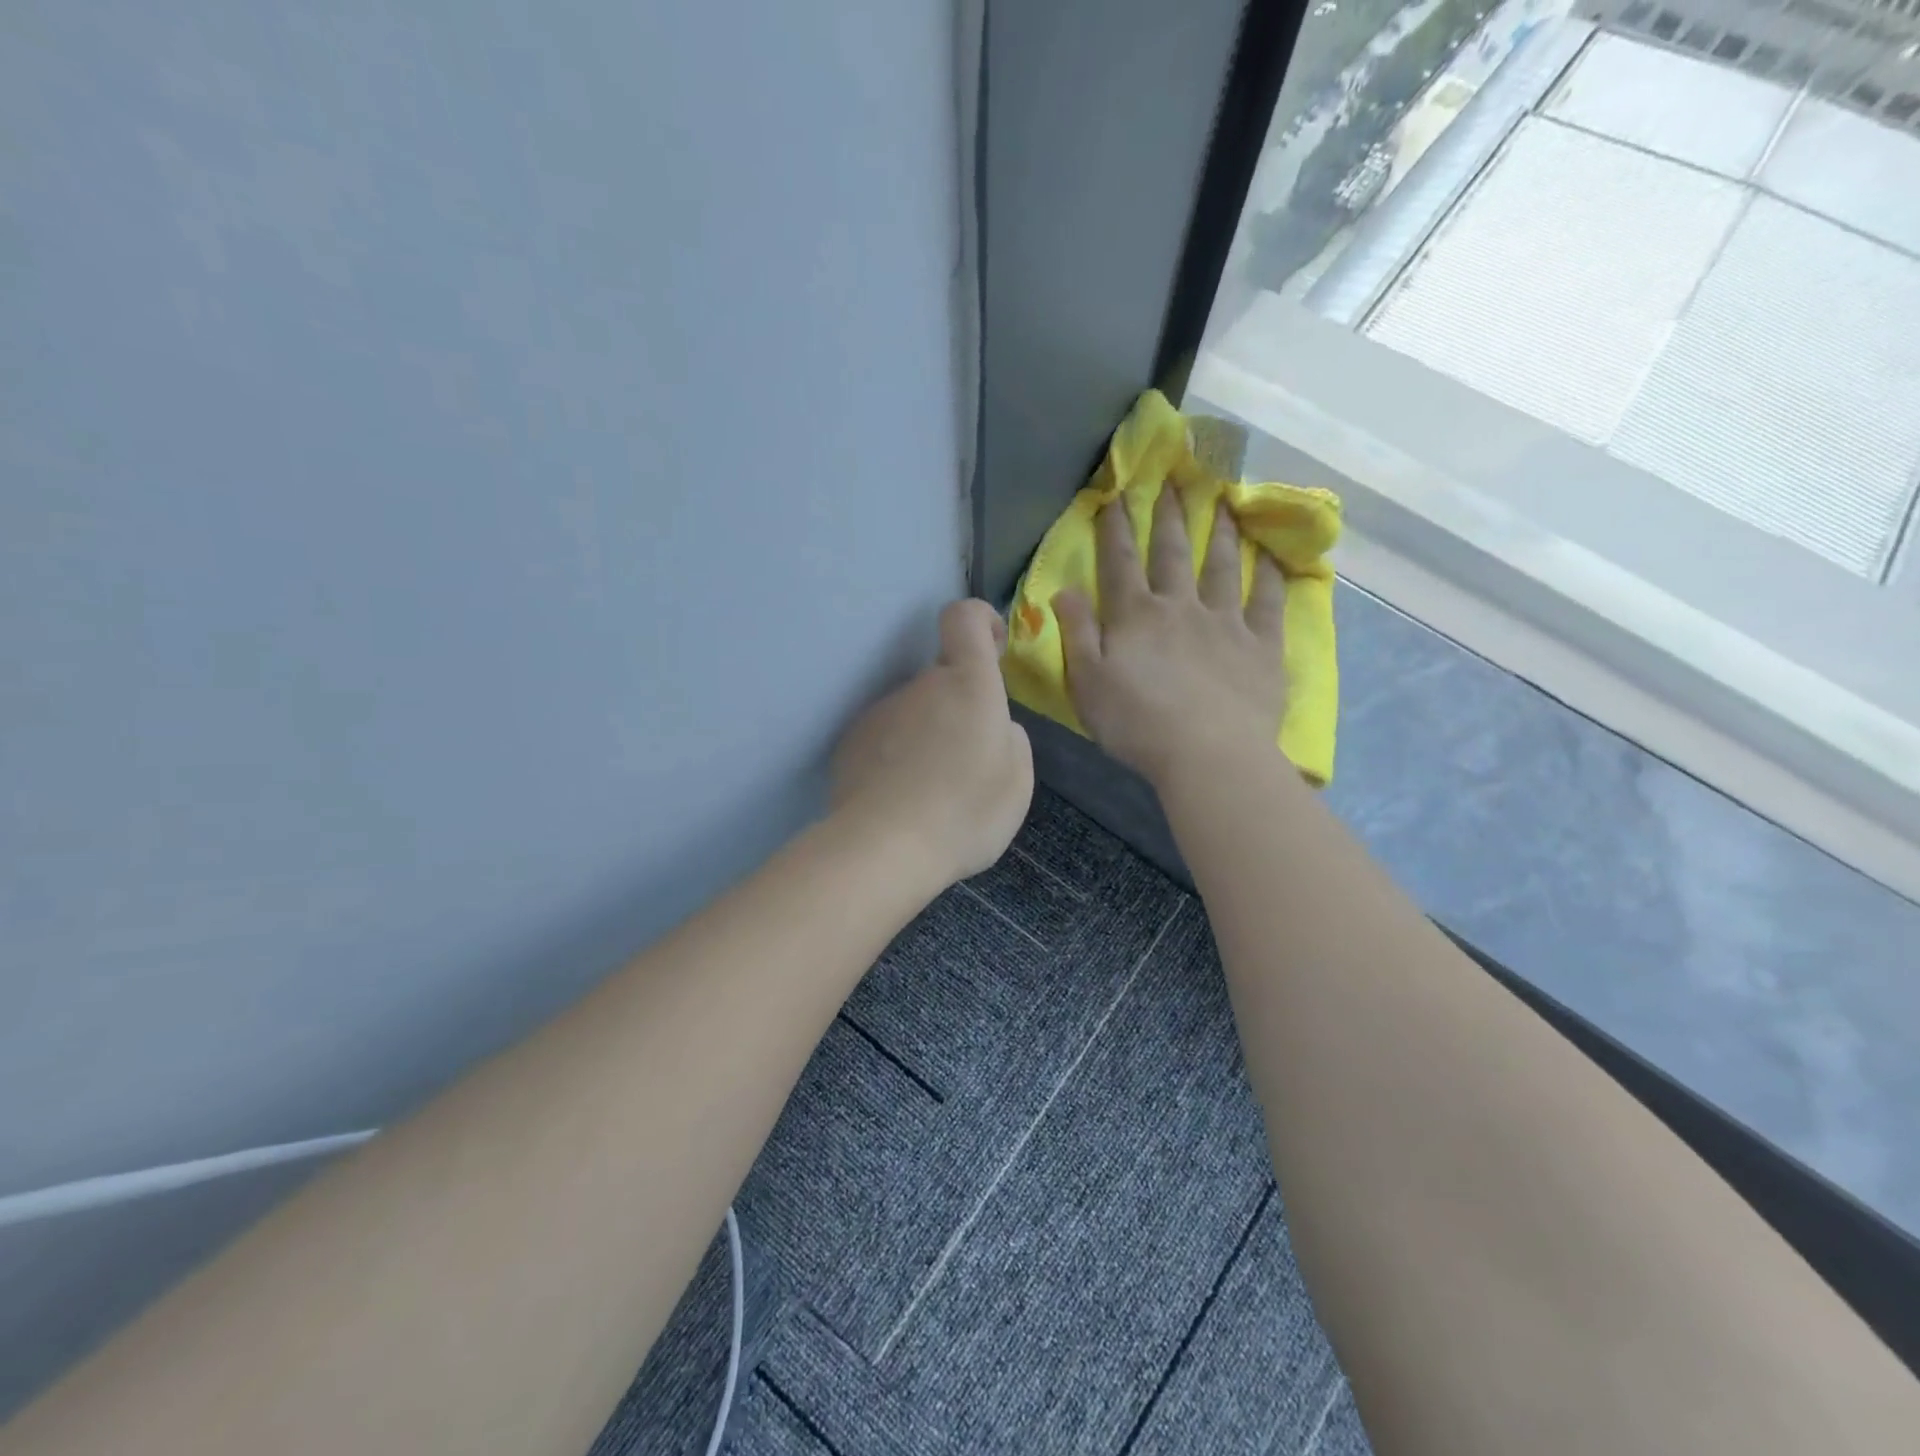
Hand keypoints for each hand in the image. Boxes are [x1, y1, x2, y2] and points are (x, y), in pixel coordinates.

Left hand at [831, 599, 1033, 889]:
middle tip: (970, 761)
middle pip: (941, 678)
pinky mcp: (851, 742)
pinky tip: (901, 800)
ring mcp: (880, 712)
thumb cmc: (965, 812)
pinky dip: (896, 758)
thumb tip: (994, 727)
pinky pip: (885, 739)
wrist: (885, 848)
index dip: (979, 620)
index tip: (991, 645)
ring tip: (933, 791)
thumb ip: (1010, 739)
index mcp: (968, 684)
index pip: (963, 617)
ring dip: (927, 736)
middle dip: (958, 707)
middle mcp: (920, 686)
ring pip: (913, 712)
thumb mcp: (1018, 781)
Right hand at [1053, 488, 1285, 785]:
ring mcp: (1226, 623)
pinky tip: (1274, 558)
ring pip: (1223, 567)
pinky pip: (1268, 603)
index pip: (1120, 563)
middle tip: (1173, 479)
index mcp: (1135, 616)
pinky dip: (1271, 578)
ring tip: (1223, 502)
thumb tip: (1063, 589)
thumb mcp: (1087, 682)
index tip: (1115, 494)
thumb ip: (1076, 633)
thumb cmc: (1136, 723)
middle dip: (1169, 515)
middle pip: (1173, 553)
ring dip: (1221, 533)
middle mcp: (1181, 607)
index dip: (1115, 528)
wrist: (1207, 754)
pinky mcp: (1261, 646)